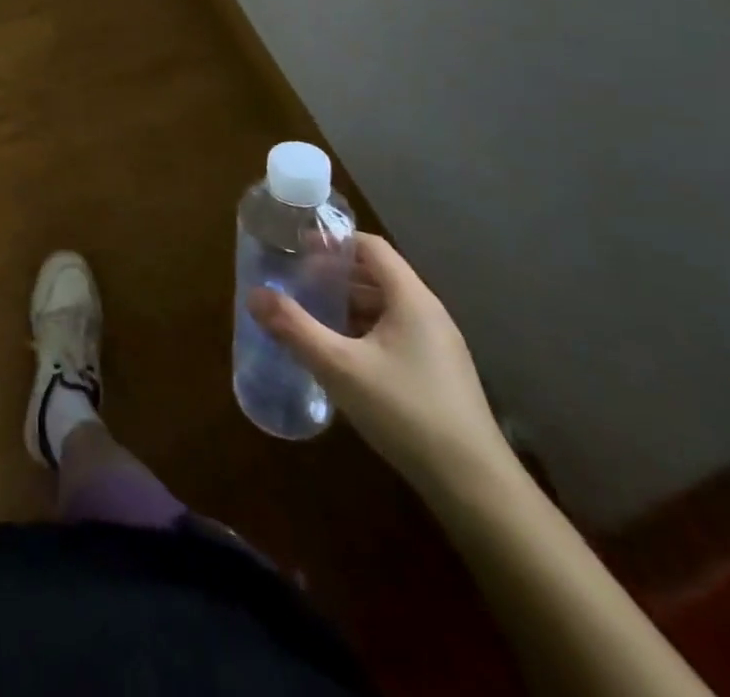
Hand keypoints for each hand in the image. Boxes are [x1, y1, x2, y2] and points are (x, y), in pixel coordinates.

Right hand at [251, 233, 510, 496]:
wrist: (475, 488)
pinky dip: (362, 331)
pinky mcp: (438, 375)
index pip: (371, 247)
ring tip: (309, 317)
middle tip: (295, 283)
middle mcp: (429, 314)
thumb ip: (294, 327)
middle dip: (333, 275)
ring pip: (384, 308)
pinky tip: (339, 356)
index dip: (333, 241)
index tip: (297, 248)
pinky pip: (394, 334)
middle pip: (377, 275)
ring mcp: (437, 346)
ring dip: (346, 305)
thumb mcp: (339, 367)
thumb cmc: (405, 412)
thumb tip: (254, 295)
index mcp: (412, 299)